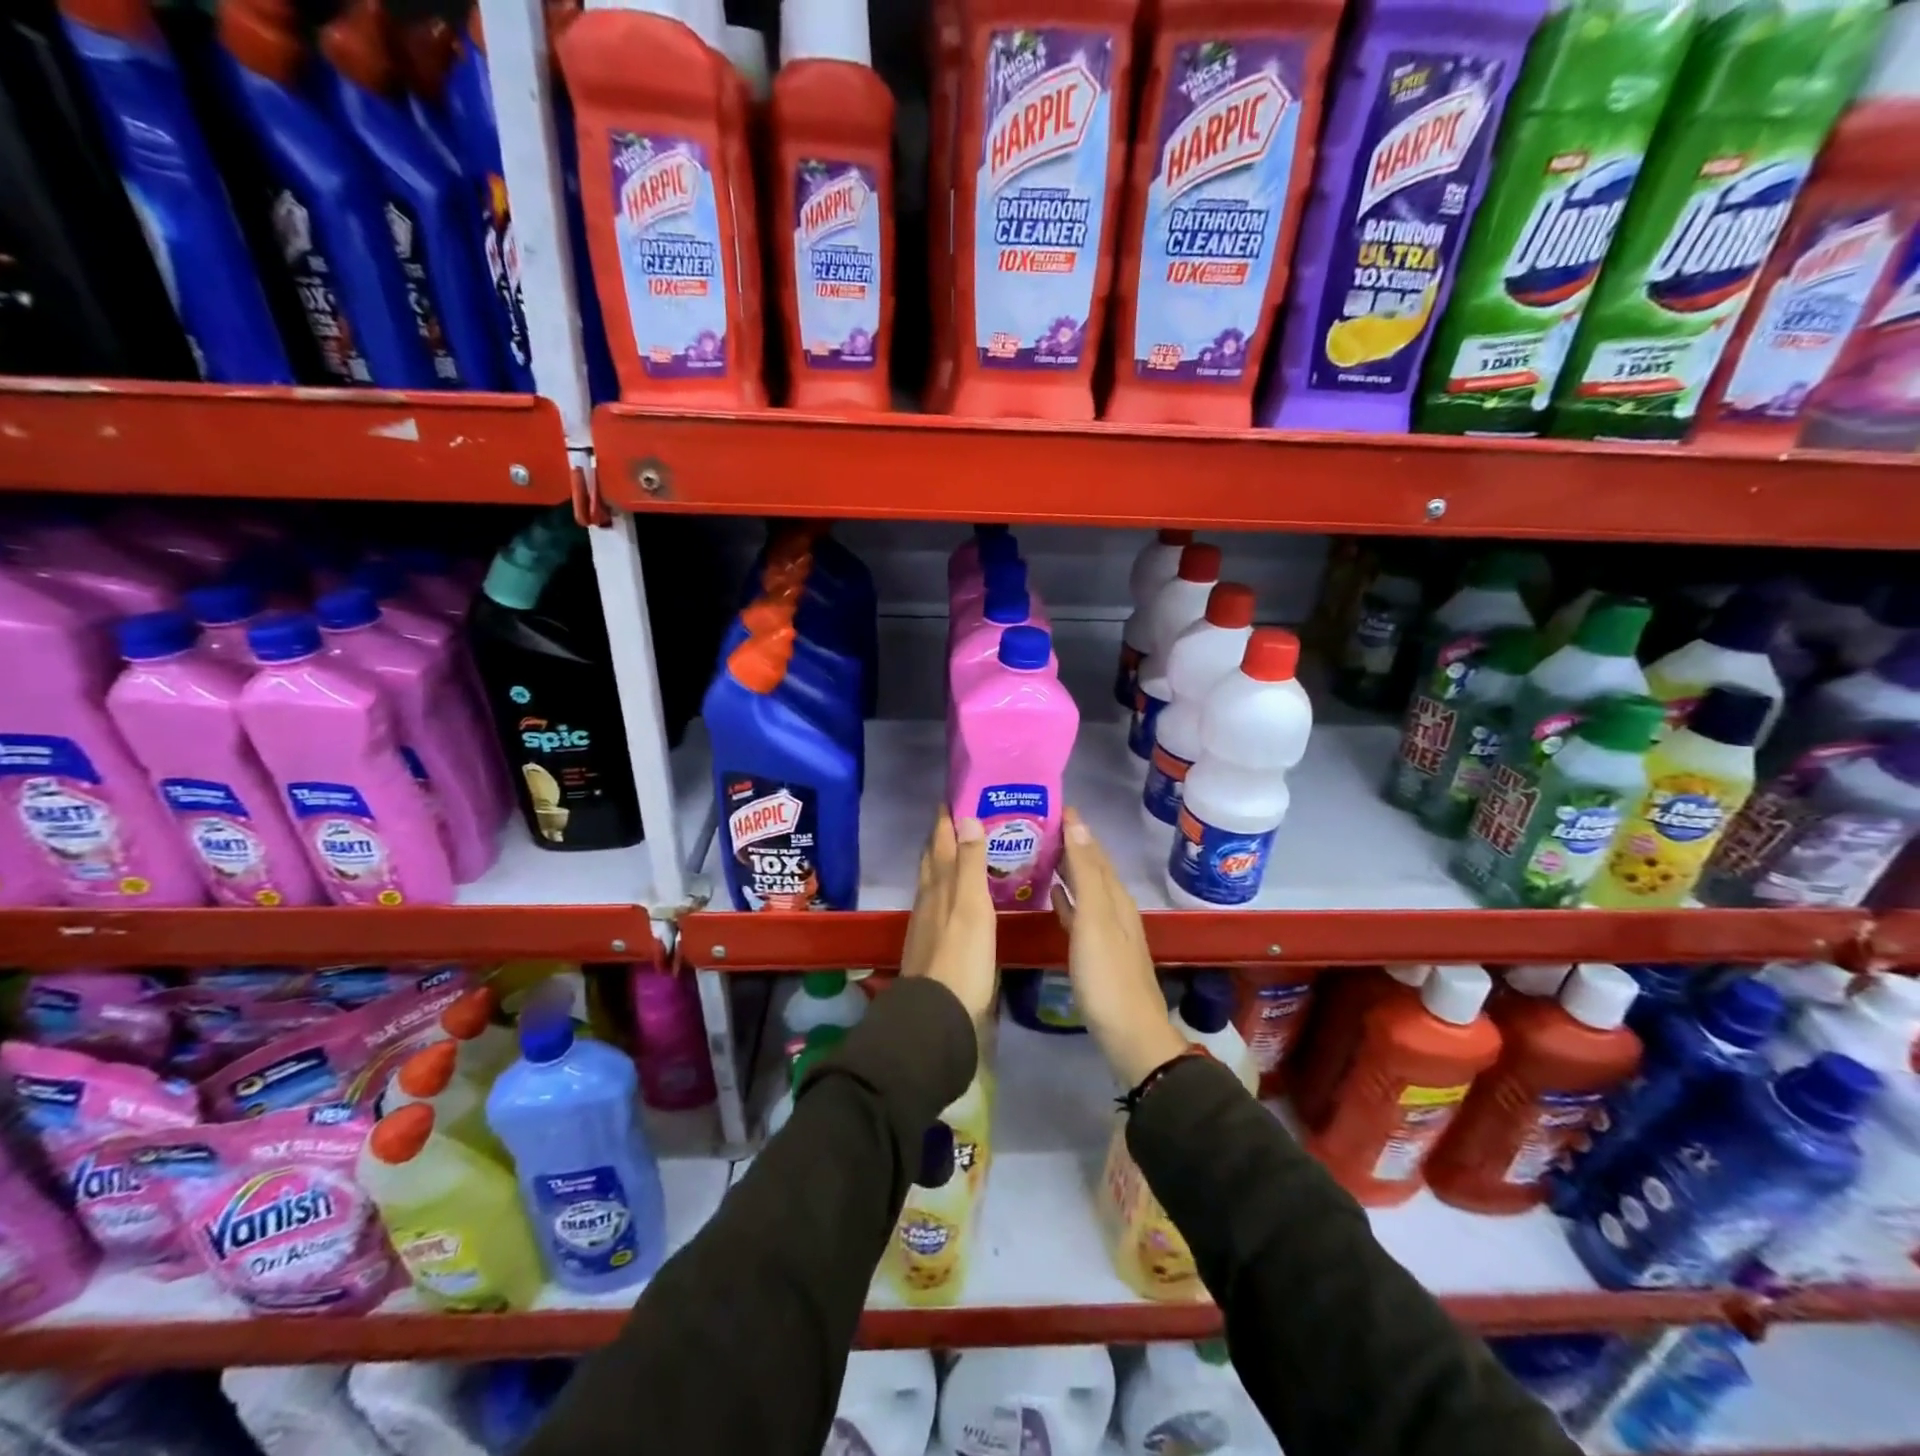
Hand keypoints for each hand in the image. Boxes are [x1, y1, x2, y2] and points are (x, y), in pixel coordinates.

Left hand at [899, 808, 998, 1030]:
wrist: (937, 1012)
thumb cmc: (962, 957)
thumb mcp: (972, 906)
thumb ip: (970, 863)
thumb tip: (966, 817)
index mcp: (940, 885)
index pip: (941, 842)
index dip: (946, 820)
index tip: (951, 798)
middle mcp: (928, 898)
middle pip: (932, 860)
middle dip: (941, 838)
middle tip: (956, 819)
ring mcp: (926, 923)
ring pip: (931, 882)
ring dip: (941, 862)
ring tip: (956, 851)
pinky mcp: (929, 944)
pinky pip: (936, 904)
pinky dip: (945, 889)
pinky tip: (953, 898)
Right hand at [1051, 809, 1186, 1086]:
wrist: (1128, 1034)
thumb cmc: (1106, 975)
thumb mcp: (1095, 918)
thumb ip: (1085, 873)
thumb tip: (1078, 824)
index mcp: (1114, 896)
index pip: (1094, 850)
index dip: (1076, 828)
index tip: (1052, 806)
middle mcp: (1113, 907)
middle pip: (1091, 867)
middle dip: (1069, 844)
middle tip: (1036, 826)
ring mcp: (1106, 931)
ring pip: (1084, 888)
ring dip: (1066, 869)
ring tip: (1039, 853)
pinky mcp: (1096, 952)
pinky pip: (1078, 913)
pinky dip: (1066, 898)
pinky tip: (1052, 895)